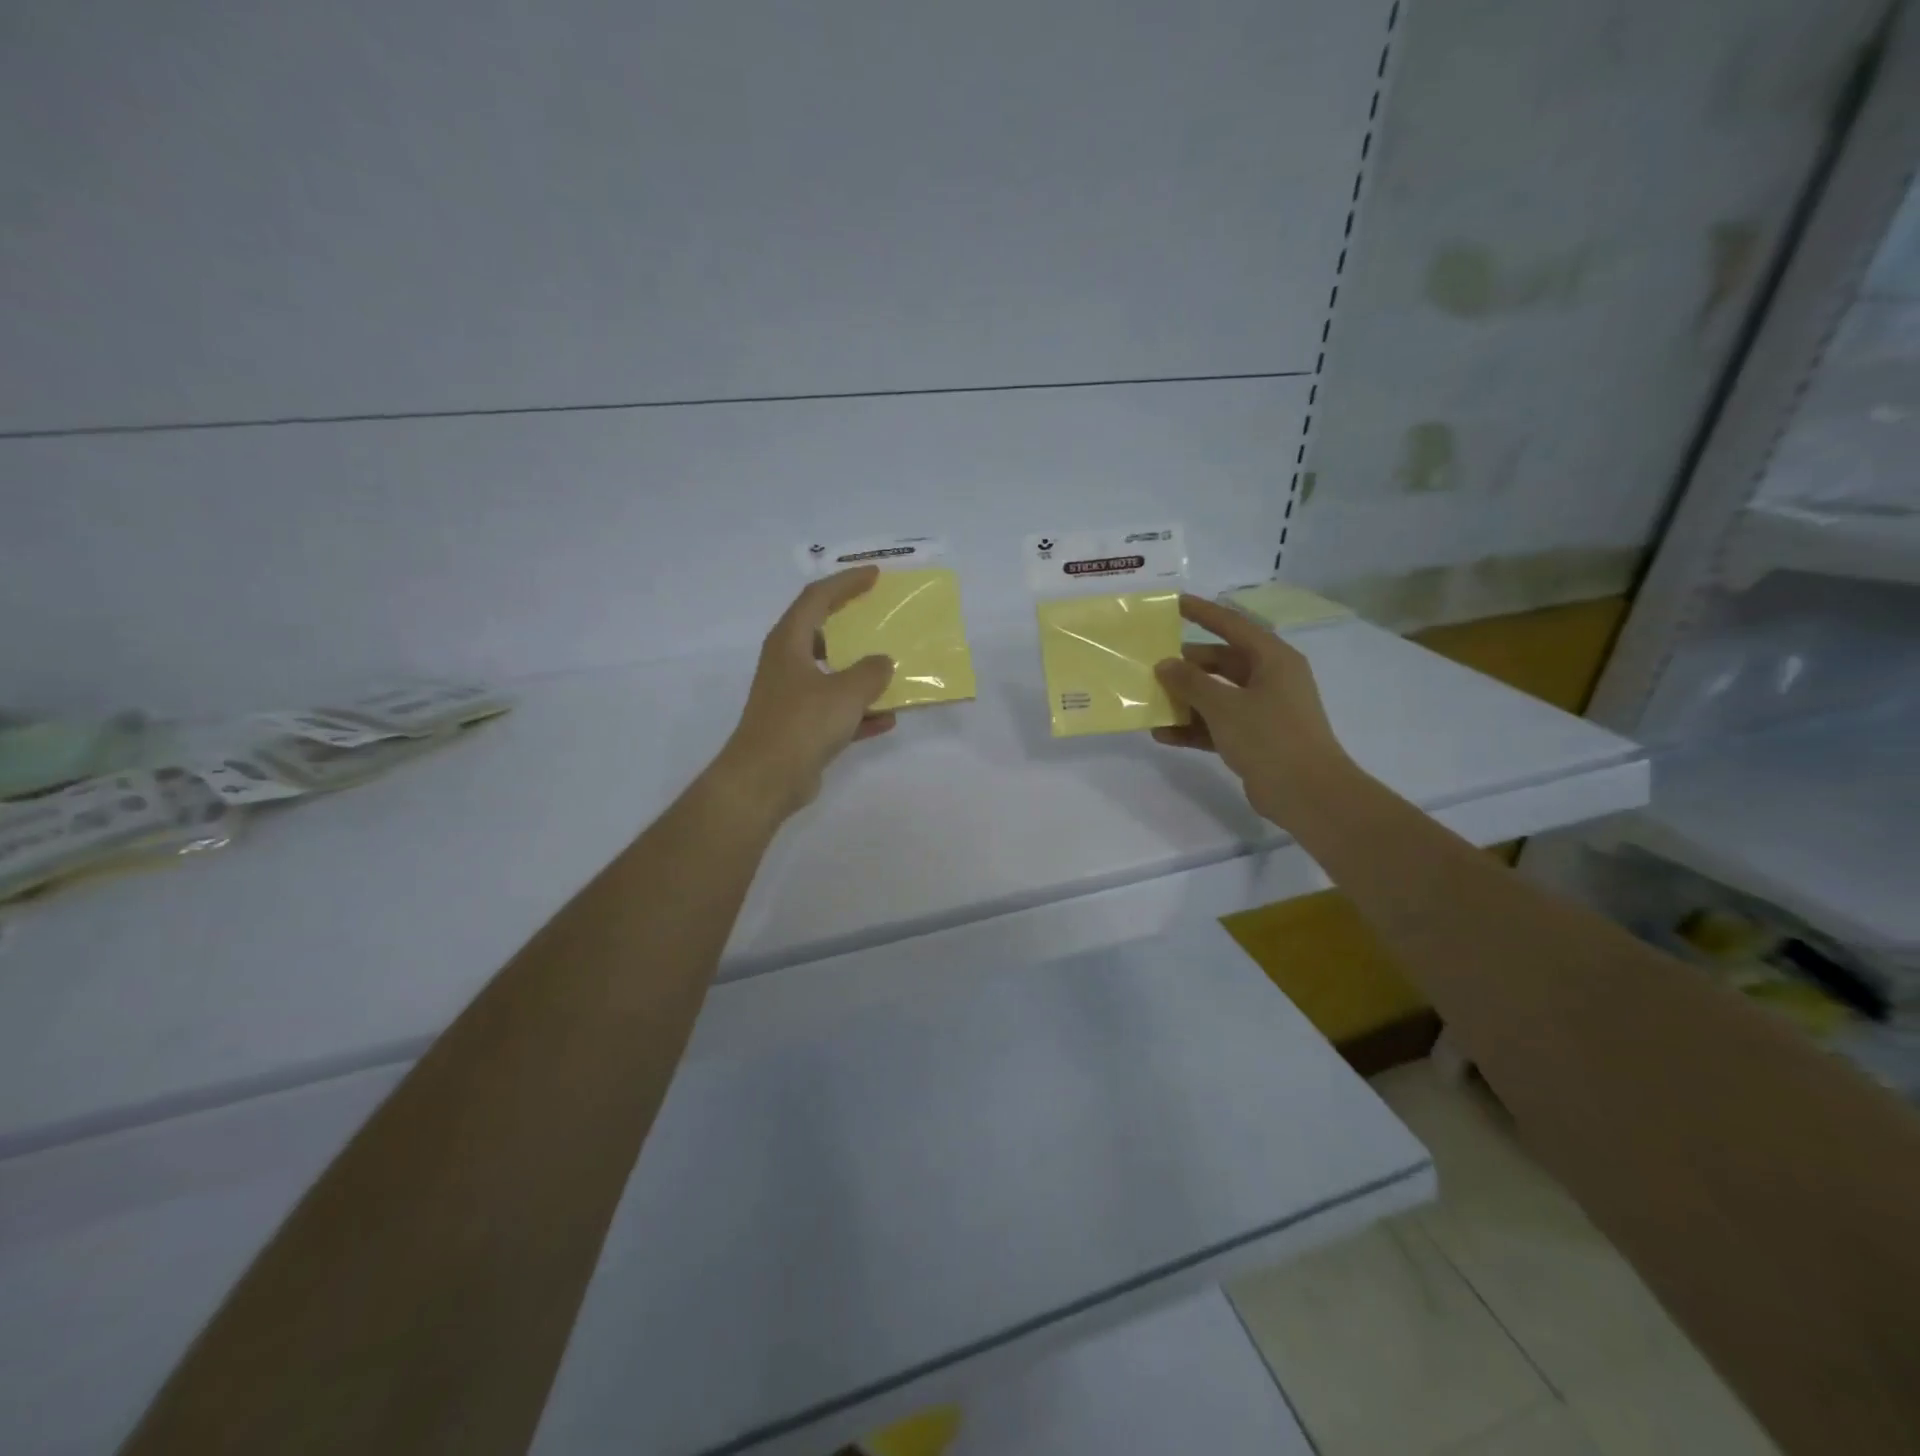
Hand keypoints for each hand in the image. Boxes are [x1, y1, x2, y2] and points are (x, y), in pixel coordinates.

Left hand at [712, 567, 895, 822]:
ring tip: (892, 668)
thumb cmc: (802, 724)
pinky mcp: (799, 728)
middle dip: (852, 624)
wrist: (765, 780)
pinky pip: (836, 711)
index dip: (846, 583)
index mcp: (789, 643)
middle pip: (821, 632)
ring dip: (859, 672)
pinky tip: (888, 718)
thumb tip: (883, 663)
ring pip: (831, 674)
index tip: (875, 576)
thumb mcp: (845, 692)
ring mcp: (792, 697)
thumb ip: (871, 672)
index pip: (817, 598)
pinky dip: (859, 712)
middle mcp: (787, 664)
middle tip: (880, 616)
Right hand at [1151, 593, 1350, 828]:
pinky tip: (1163, 734)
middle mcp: (1271, 679)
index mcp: (1273, 659)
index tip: (1173, 603)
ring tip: (1150, 700)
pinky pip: (1218, 724)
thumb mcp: (1224, 705)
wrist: (1307, 793)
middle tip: (1151, 664)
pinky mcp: (1256, 738)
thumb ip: (1190, 682)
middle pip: (1221, 662)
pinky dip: (1194, 727)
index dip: (1203, 613)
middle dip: (1186, 665)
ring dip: (1186, 699)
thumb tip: (1165, 664)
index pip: (1232, 625)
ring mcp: (1264, 710)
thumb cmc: (1269, 737)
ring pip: (1217, 695)